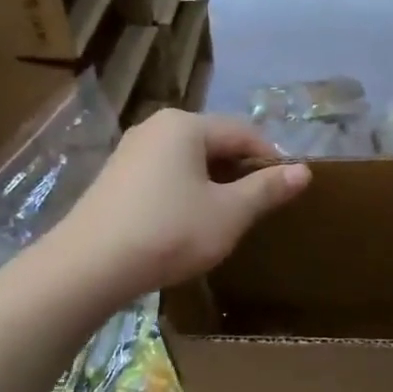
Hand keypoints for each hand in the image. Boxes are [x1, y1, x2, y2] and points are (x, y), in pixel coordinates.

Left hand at [51, 110, 311, 307]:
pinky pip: (164, 174)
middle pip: (213, 142)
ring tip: (226, 216)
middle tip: (258, 207)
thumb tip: (304, 170)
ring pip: (187, 160)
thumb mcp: (228, 214)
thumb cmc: (169, 232)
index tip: (287, 190)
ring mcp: (130, 151)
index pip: (243, 132)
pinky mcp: (115, 177)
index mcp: (185, 125)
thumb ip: (266, 189)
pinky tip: (187, 221)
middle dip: (240, 171)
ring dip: (213, 183)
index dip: (271, 159)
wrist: (88, 266)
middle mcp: (156, 127)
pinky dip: (185, 191)